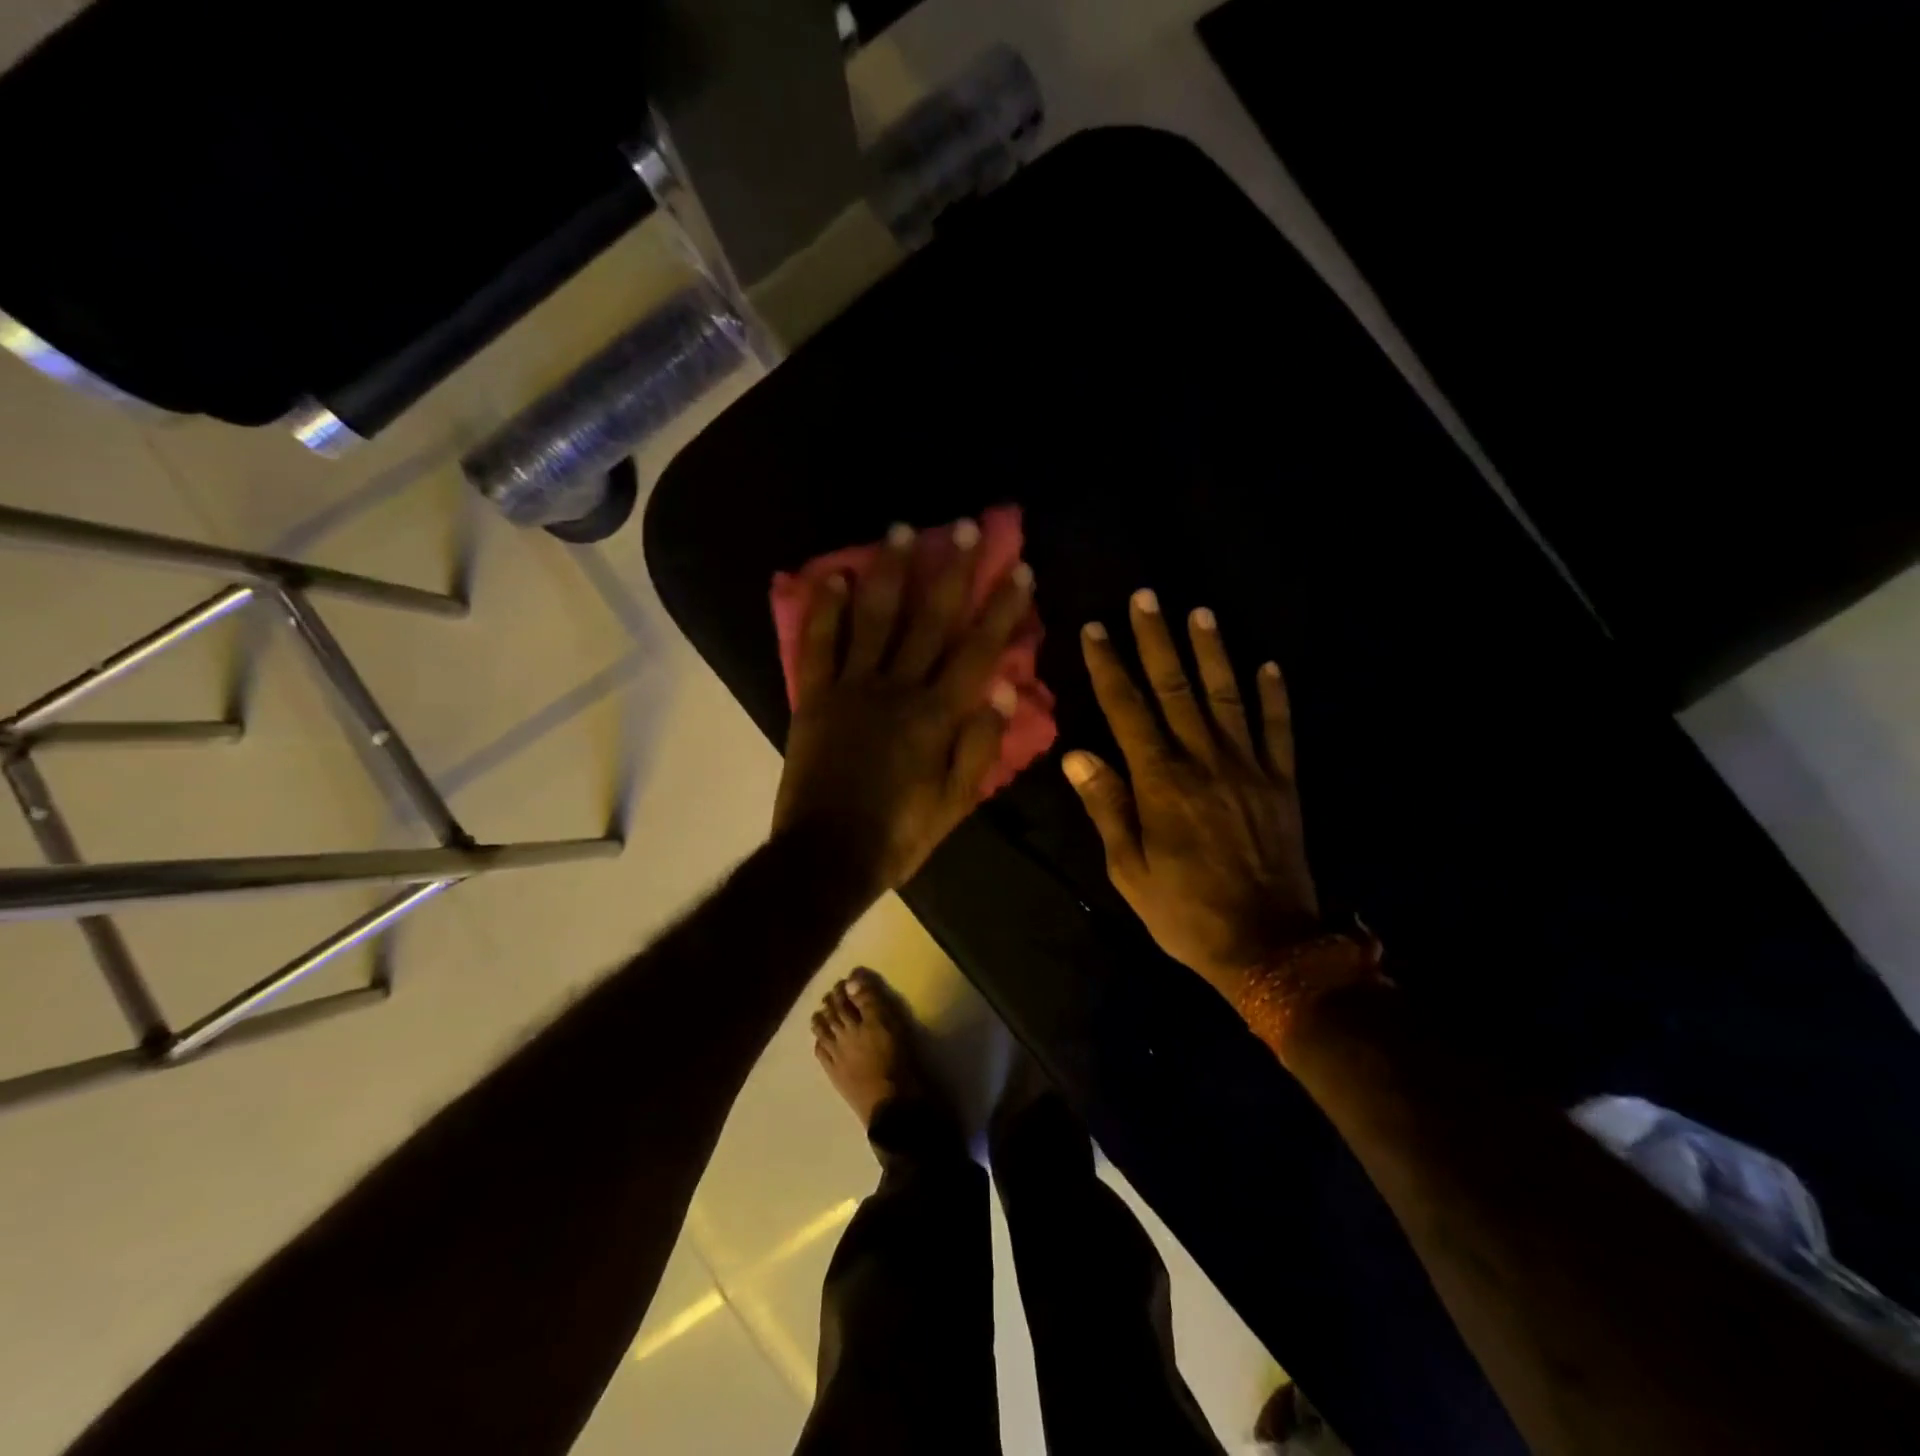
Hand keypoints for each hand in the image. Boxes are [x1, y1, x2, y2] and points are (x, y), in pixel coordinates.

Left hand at [773, 520, 1031, 900]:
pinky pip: (817, 646)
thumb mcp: (956, 803)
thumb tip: (1003, 689)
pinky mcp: (813, 698)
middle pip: (929, 621)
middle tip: (962, 527)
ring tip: (901, 529)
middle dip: (951, 571)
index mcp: (937, 716)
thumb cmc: (900, 833)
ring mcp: (851, 689)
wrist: (828, 856)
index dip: (1001, 609)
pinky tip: (832, 575)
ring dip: (889, 572)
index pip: (978, 651)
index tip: (1018, 570)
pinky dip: (824, 610)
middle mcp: (897, 689)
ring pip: (874, 619)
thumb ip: (980, 745)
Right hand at [1062, 591, 1319, 1001]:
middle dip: (1157, 640)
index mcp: (1160, 782)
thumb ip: (1106, 806)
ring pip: (1226, 696)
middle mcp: (1204, 761)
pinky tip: (1268, 666)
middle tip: (1146, 597)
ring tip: (1199, 613)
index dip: (1110, 665)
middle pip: (1175, 688)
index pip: (1127, 709)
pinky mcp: (1283, 783)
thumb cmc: (1185, 912)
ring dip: (1212, 652)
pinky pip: (1279, 730)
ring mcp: (1249, 768)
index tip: (1096, 629)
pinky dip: (1274, 696)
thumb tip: (1076, 754)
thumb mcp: (1129, 870)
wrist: (1268, 945)